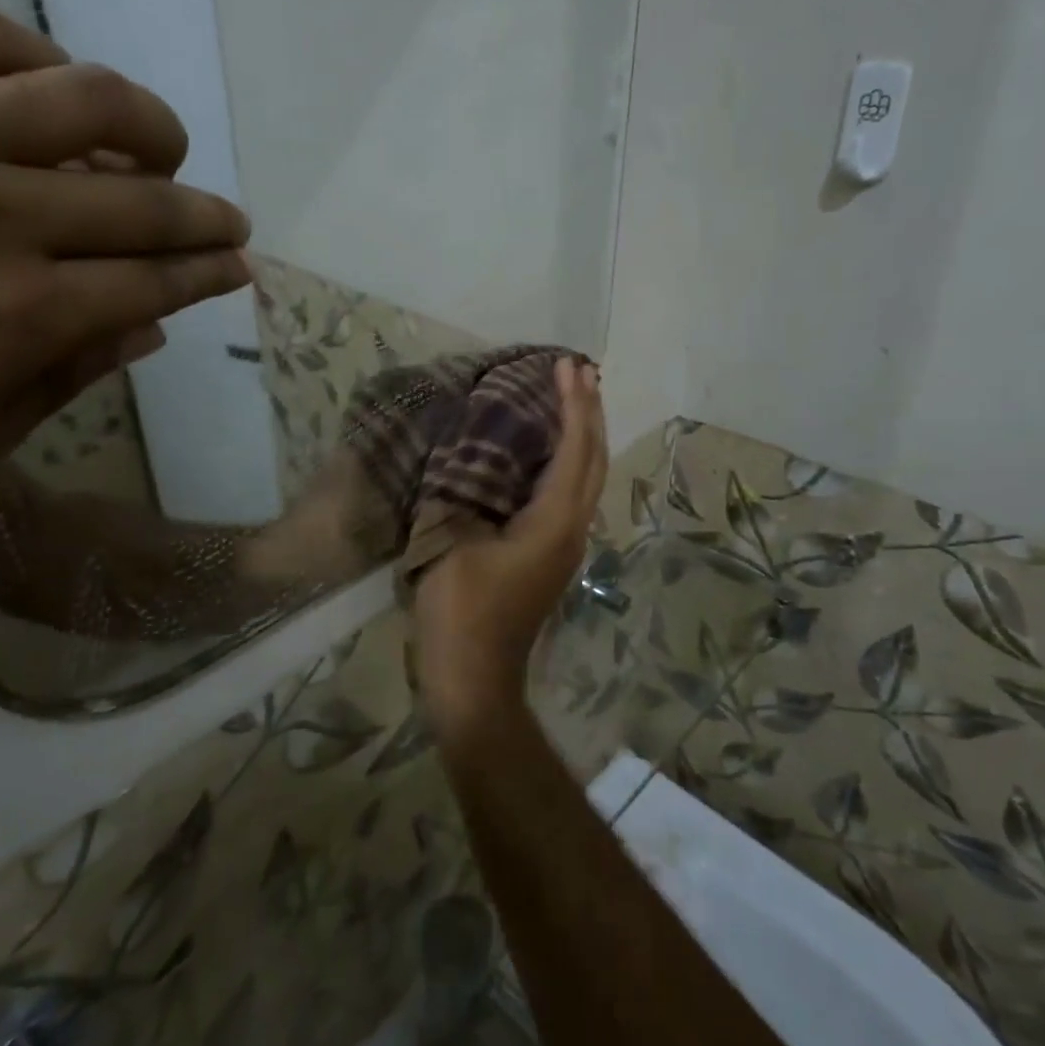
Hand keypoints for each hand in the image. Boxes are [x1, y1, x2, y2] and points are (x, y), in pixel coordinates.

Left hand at [0, 4, 250, 526]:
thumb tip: (136, 336)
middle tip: (227, 220)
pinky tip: (45, 79)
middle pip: (140, 199)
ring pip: (74, 97)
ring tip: (160, 143)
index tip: (237, 267)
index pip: (153, 283)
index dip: (208, 274)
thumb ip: (44, 393)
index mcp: (12, 317)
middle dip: (203, 213)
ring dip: (144, 123)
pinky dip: (28, 54)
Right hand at [414, 358, 606, 733]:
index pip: (575, 450)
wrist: (474, 680)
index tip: (569, 365)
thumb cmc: (462, 612)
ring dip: (581, 435)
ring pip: (585, 478)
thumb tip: (462, 458)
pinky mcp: (548, 556)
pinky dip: (564, 461)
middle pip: (594, 460)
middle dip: (589, 412)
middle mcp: (571, 528)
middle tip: (579, 372)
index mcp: (554, 522)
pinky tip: (541, 452)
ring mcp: (564, 545)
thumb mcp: (450, 544)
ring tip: (569, 400)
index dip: (574, 405)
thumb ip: (459, 494)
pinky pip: (567, 494)